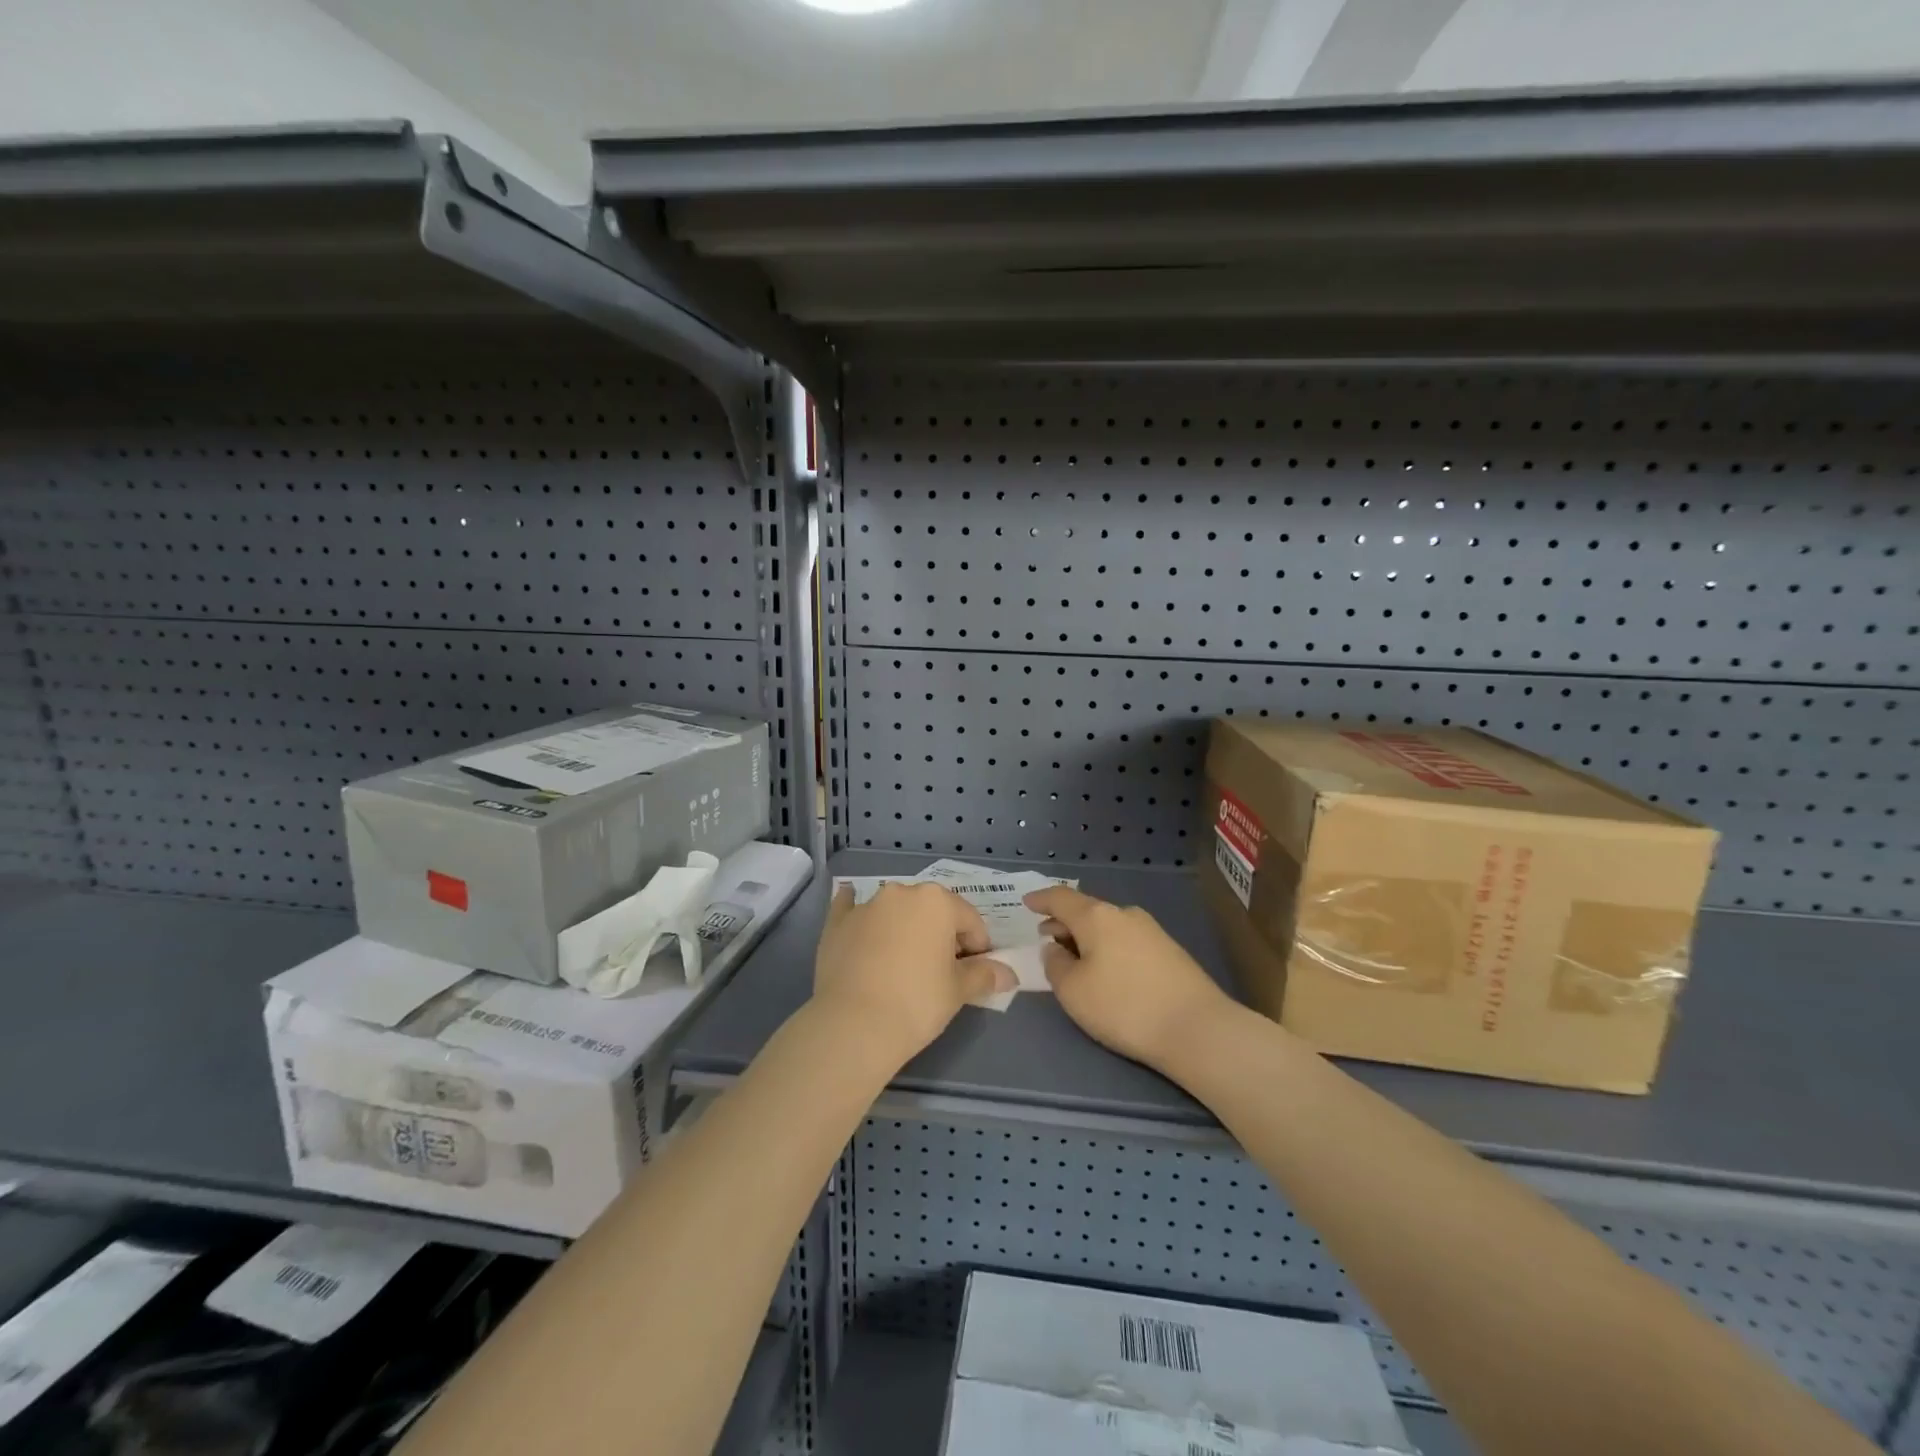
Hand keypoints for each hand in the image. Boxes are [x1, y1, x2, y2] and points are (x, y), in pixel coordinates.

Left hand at [813, 882, 1014, 1065]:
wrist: (853, 1025)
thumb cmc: (917, 1003)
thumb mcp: (959, 991)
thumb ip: (985, 975)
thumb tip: (1009, 974)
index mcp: (937, 901)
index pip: (970, 921)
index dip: (978, 948)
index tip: (975, 974)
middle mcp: (901, 893)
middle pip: (932, 911)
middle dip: (941, 934)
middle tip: (941, 971)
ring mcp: (866, 905)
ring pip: (895, 910)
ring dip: (904, 926)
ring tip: (903, 963)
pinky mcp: (836, 922)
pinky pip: (851, 909)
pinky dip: (858, 914)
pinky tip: (857, 920)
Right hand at [1026, 886, 1234, 1073]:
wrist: (1197, 1028)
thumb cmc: (1124, 1006)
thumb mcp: (1073, 991)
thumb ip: (1055, 965)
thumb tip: (1056, 950)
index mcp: (1097, 916)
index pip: (1060, 898)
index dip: (1041, 899)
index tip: (1027, 903)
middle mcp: (1124, 914)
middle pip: (1086, 911)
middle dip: (1063, 923)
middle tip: (1047, 940)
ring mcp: (1151, 930)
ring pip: (1107, 926)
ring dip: (1086, 938)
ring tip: (1075, 959)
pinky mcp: (1169, 951)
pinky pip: (1125, 940)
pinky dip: (1107, 948)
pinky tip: (1107, 971)